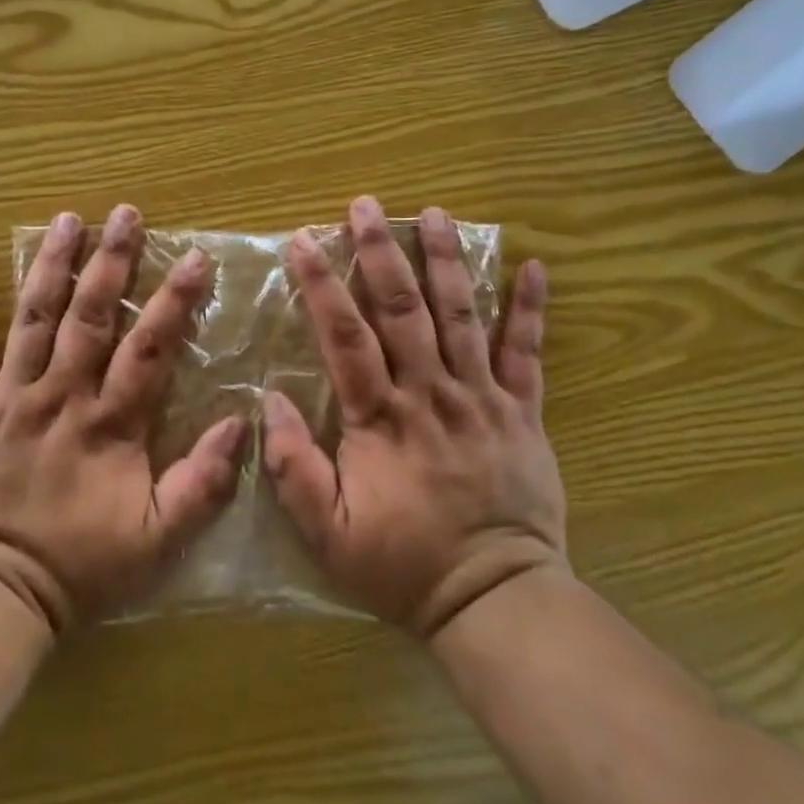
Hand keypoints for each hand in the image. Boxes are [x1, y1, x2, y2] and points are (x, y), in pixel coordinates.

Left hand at [0, 205, 249, 633]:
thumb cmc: (78, 567)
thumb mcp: (159, 540)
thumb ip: (202, 483)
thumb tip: (240, 423)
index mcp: (107, 422)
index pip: (148, 348)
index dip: (173, 301)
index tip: (194, 258)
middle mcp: (60, 394)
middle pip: (89, 316)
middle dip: (111, 261)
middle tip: (125, 213)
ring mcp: (8, 397)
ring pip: (32, 318)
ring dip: (50, 265)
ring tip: (66, 219)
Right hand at [262, 196, 565, 637]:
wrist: (494, 598)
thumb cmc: (401, 564)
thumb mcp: (326, 531)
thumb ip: (292, 466)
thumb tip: (269, 399)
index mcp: (380, 417)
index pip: (344, 335)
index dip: (322, 283)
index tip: (304, 240)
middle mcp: (430, 392)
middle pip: (402, 308)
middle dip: (380, 251)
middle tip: (367, 205)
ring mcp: (481, 397)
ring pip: (461, 314)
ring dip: (446, 260)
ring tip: (434, 213)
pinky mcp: (522, 411)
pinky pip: (527, 352)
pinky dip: (531, 309)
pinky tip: (535, 266)